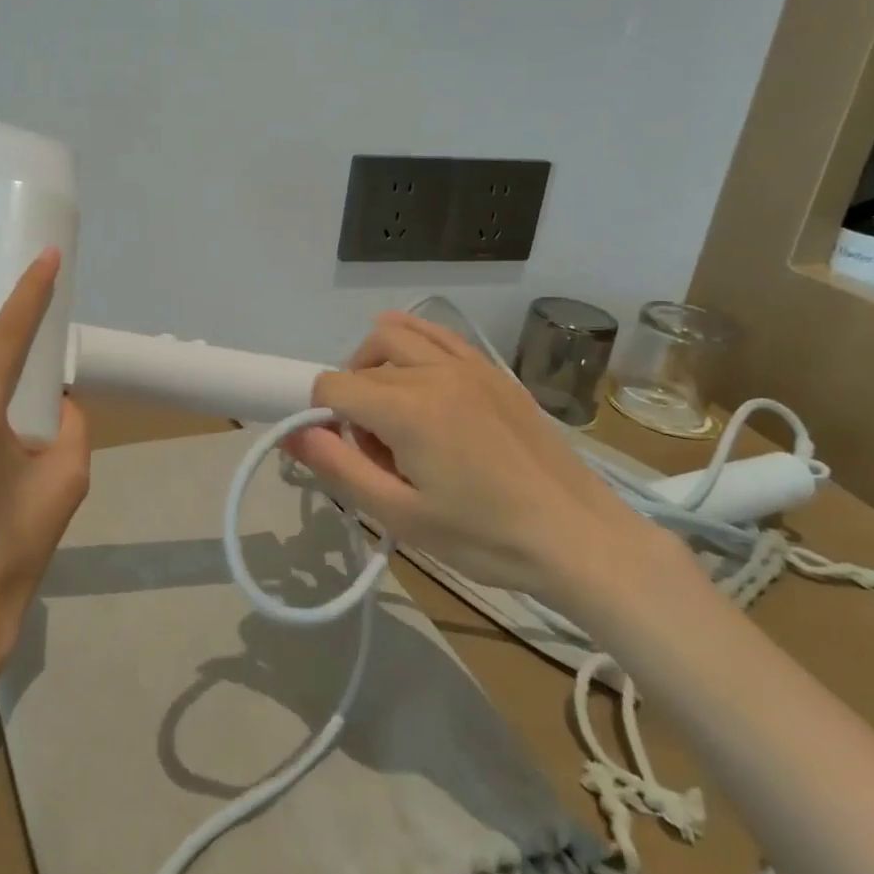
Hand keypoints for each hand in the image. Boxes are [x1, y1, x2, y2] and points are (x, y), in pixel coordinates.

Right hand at [285, 311, 656, 599]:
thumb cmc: (485, 537)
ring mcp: (469, 366)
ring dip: (375, 363)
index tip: (340, 453)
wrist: (580, 538)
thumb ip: (339, 468)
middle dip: (349, 396)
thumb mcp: (400, 516)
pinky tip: (416, 371)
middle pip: (363, 361)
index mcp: (407, 409)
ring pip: (398, 335)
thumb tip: (293, 433)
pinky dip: (414, 342)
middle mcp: (434, 372)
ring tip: (389, 409)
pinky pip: (440, 336)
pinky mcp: (494, 372)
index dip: (319, 416)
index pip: (332, 386)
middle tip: (372, 448)